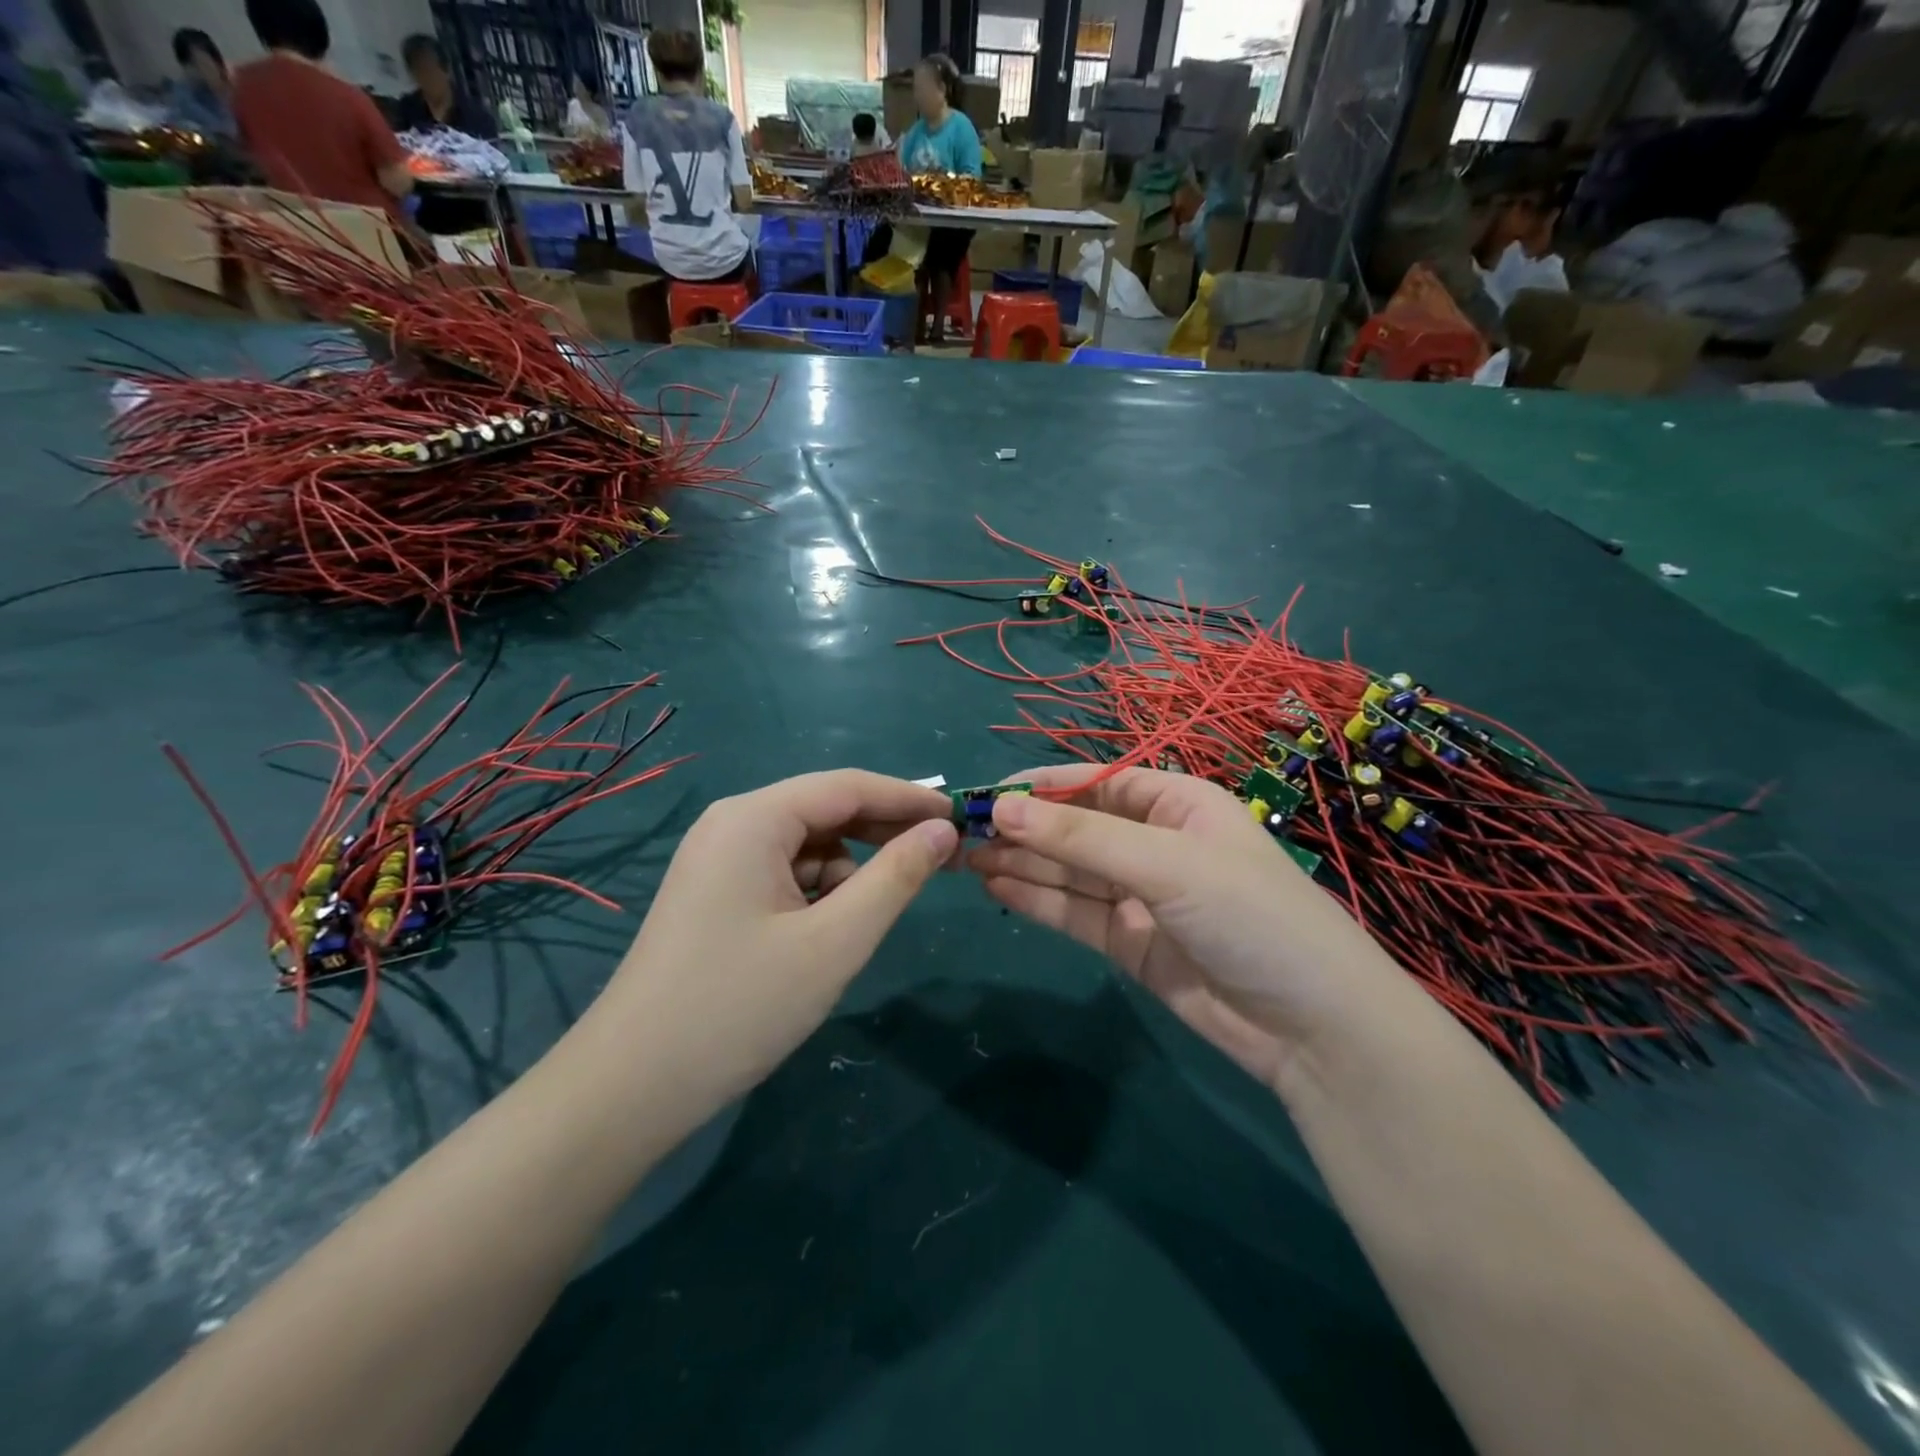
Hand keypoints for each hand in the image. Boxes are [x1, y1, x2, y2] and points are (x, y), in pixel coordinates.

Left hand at [598, 771, 957, 1112]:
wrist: (630, 1088)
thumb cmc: (740, 1006)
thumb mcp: (835, 941)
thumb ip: (896, 878)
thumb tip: (942, 832)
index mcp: (753, 818)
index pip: (849, 786)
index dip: (909, 799)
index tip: (961, 817)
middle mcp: (731, 824)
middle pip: (825, 810)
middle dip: (882, 835)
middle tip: (941, 861)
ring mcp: (717, 859)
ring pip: (806, 847)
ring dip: (848, 873)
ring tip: (864, 923)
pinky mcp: (714, 894)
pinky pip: (783, 874)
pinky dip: (816, 893)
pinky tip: (824, 936)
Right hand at [966, 765, 1397, 1088]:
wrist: (1313, 1028)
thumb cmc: (1250, 915)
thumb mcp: (1167, 865)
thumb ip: (1082, 839)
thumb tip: (1002, 808)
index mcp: (1176, 804)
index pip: (1095, 784)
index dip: (1041, 788)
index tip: (986, 794)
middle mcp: (1155, 843)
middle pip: (1076, 829)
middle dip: (1022, 829)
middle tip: (959, 832)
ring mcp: (1141, 896)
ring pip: (1069, 872)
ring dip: (1020, 863)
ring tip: (964, 857)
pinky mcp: (1130, 943)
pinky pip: (1075, 913)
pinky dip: (1037, 901)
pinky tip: (996, 888)